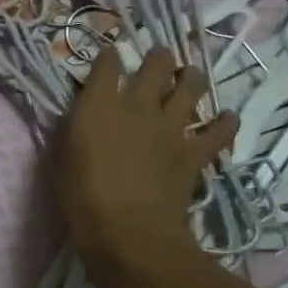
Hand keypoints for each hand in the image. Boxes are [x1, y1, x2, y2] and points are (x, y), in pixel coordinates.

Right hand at [54, 47, 238, 268]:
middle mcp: (137, 106)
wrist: (129, 232)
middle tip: (160, 57)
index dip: (108, 57)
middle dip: (158, 58)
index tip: (109, 54)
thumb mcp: (60, 160)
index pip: (105, 66)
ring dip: (191, 78)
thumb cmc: (81, 198)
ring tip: (190, 75)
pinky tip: (227, 118)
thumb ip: (70, 133)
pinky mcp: (194, 153)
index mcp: (98, 106)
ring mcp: (170, 128)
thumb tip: (76, 120)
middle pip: (155, 67)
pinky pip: (218, 131)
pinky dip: (224, 123)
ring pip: (190, 87)